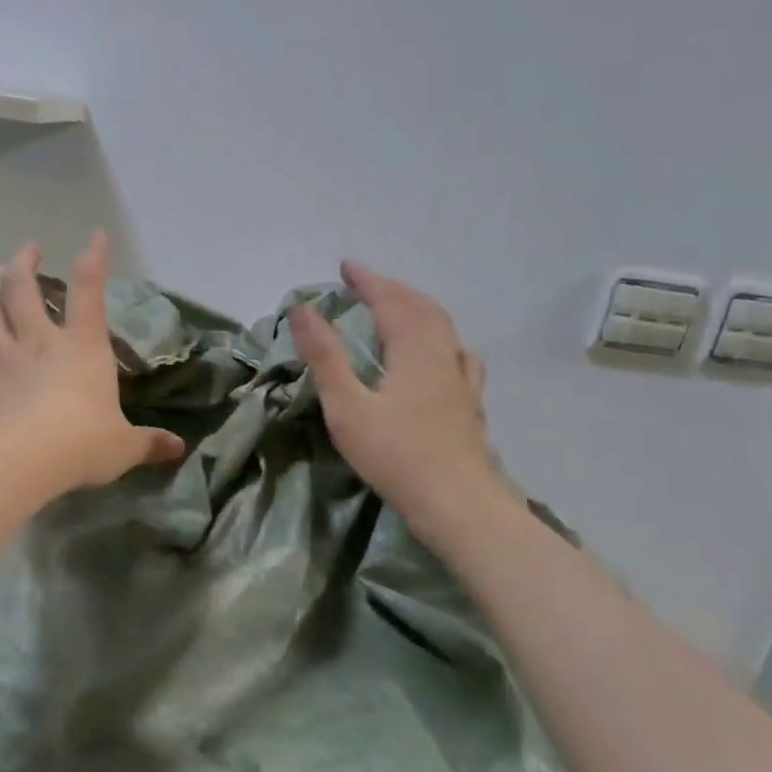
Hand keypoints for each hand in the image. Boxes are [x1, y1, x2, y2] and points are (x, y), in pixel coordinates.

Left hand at [0, 233, 184, 493]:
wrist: (29, 461)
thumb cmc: (84, 443)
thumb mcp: (125, 446)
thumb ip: (150, 443)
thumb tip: (179, 449)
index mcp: (82, 347)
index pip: (90, 294)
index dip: (93, 261)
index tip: (94, 237)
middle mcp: (41, 344)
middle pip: (27, 292)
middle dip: (26, 265)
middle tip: (26, 247)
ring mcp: (5, 362)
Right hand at [288, 261, 519, 543]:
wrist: (458, 505)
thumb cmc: (396, 455)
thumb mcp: (347, 406)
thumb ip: (325, 356)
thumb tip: (302, 308)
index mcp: (414, 350)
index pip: (390, 301)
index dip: (368, 280)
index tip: (345, 266)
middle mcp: (443, 356)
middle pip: (422, 308)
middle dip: (393, 290)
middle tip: (366, 284)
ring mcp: (462, 382)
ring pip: (444, 330)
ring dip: (418, 310)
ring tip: (399, 309)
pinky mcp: (469, 406)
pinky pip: (458, 356)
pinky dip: (441, 340)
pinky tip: (442, 355)